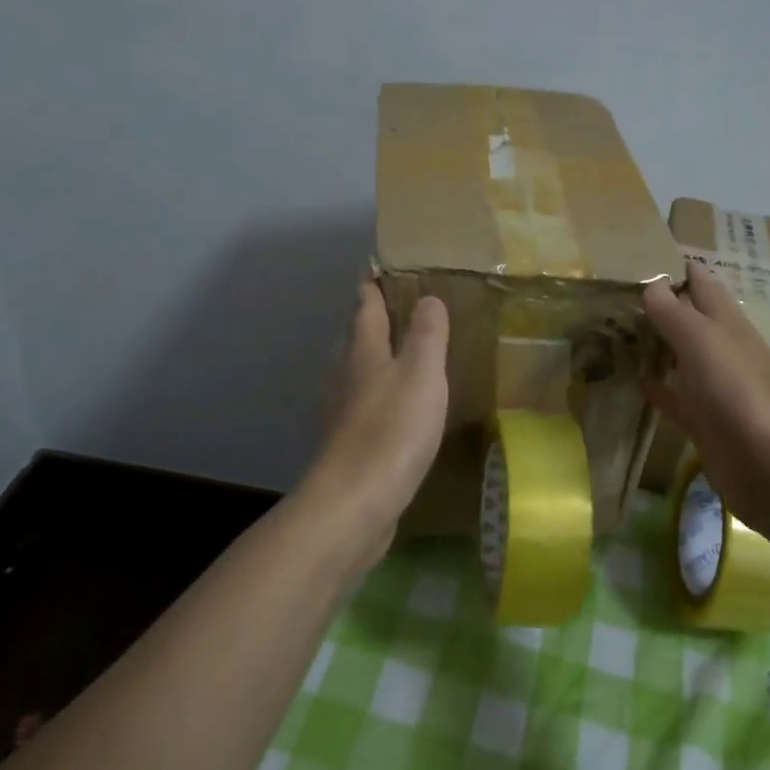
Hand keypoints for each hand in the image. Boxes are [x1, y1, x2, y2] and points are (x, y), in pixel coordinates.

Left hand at [304, 281, 449, 561]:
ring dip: (377, 359)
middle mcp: (344, 374)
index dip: (374, 284)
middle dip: (375, 320)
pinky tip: (397, 409)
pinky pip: (364, 406)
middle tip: (404, 308)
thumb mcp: (421, 373)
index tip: (382, 267)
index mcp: (362, 351)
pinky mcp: (346, 444)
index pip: (366, 305)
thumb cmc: (392, 430)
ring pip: (359, 372)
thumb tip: (428, 298)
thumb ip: (427, 334)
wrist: (355, 502)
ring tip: (406, 356)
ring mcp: (341, 411)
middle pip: (357, 337)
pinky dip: (380, 396)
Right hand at [644, 262, 769, 536]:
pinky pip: (677, 398)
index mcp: (728, 324)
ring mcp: (717, 389)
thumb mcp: (703, 342)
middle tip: (615, 294)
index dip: (677, 267)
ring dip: (656, 345)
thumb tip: (654, 282)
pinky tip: (636, 383)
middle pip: (691, 319)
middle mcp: (724, 350)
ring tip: (617, 332)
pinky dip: (659, 388)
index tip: (640, 255)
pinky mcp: (707, 423)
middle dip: (661, 305)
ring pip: (682, 357)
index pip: (702, 283)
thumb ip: (676, 312)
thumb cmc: (739, 394)